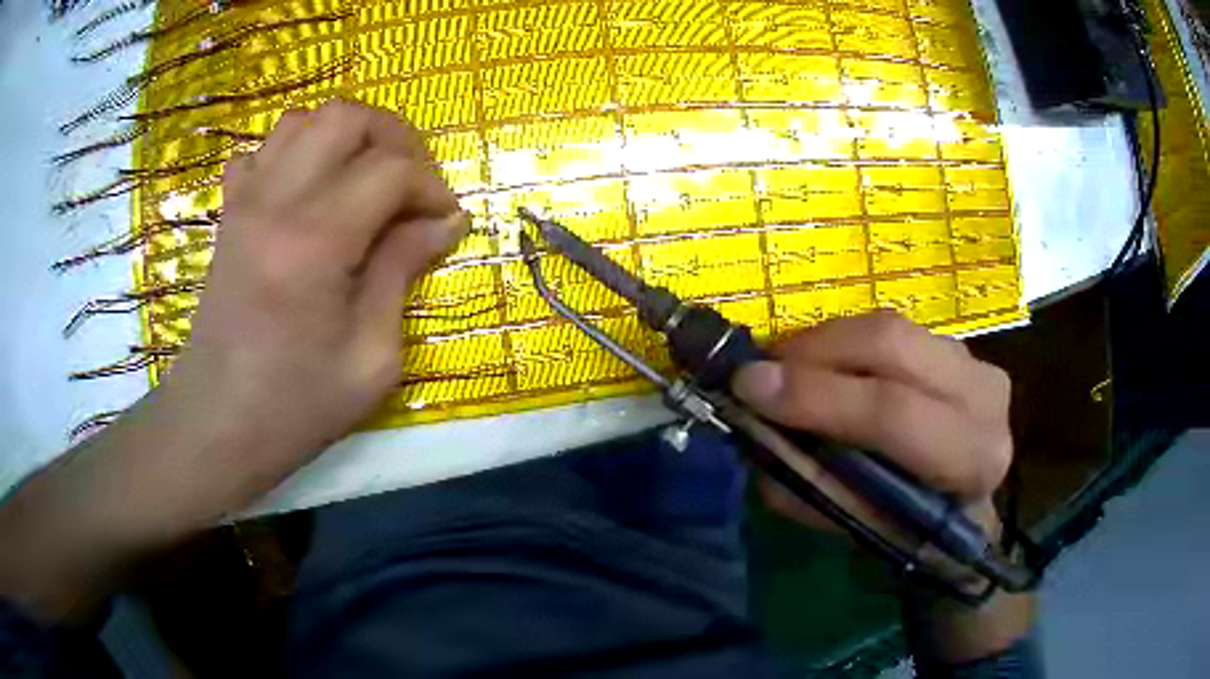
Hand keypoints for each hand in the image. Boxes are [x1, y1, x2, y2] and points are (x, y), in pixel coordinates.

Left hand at [169, 101, 468, 504]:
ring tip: (364, 179)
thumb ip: (403, 272)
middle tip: (410, 185)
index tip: (444, 223)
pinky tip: (309, 190)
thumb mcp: (372, 358)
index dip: (431, 187)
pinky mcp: (229, 213)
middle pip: (346, 116)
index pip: (390, 169)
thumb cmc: (296, 405)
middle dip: (394, 138)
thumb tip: (443, 222)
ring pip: (303, 119)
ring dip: (346, 137)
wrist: (218, 422)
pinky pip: (262, 150)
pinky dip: (295, 152)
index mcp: (316, 241)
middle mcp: (276, 202)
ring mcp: (245, 201)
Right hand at [731, 311, 1031, 663]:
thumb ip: (809, 484)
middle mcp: (984, 396)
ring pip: (889, 327)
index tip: (749, 388)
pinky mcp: (957, 345)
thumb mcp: (857, 526)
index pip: (894, 413)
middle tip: (761, 369)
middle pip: (893, 345)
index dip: (818, 397)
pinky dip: (845, 342)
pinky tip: (822, 365)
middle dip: (815, 352)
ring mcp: (974, 360)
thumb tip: (753, 431)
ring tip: (785, 368)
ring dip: (825, 343)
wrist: (963, 504)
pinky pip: (890, 329)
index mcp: (971, 458)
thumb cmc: (912, 529)